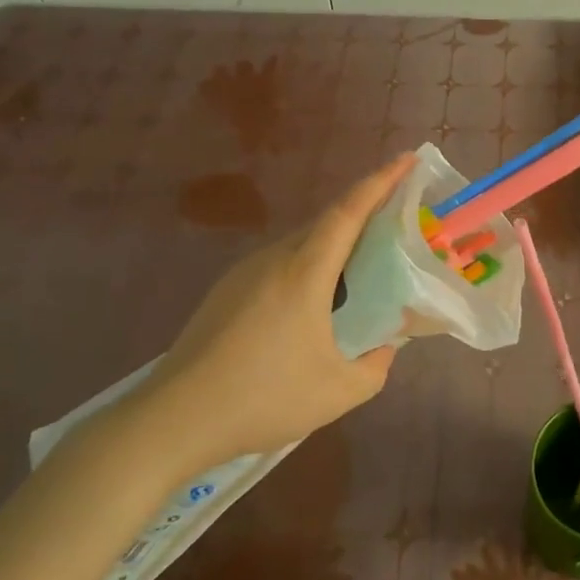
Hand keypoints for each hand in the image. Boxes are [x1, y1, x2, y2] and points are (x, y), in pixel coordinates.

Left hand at [118, 155, 416, 477]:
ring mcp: (244, 273)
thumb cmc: (262, 399)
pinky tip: (316, 301)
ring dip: (336, 244)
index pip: (348, 211)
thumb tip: (386, 346)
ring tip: (362, 266)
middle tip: (398, 218)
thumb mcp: (338, 392)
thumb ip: (376, 366)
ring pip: (301, 243)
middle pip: (326, 222)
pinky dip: (310, 265)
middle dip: (365, 211)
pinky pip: (280, 263)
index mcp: (304, 272)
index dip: (380, 181)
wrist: (172, 420)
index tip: (407, 159)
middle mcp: (273, 260)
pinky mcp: (226, 292)